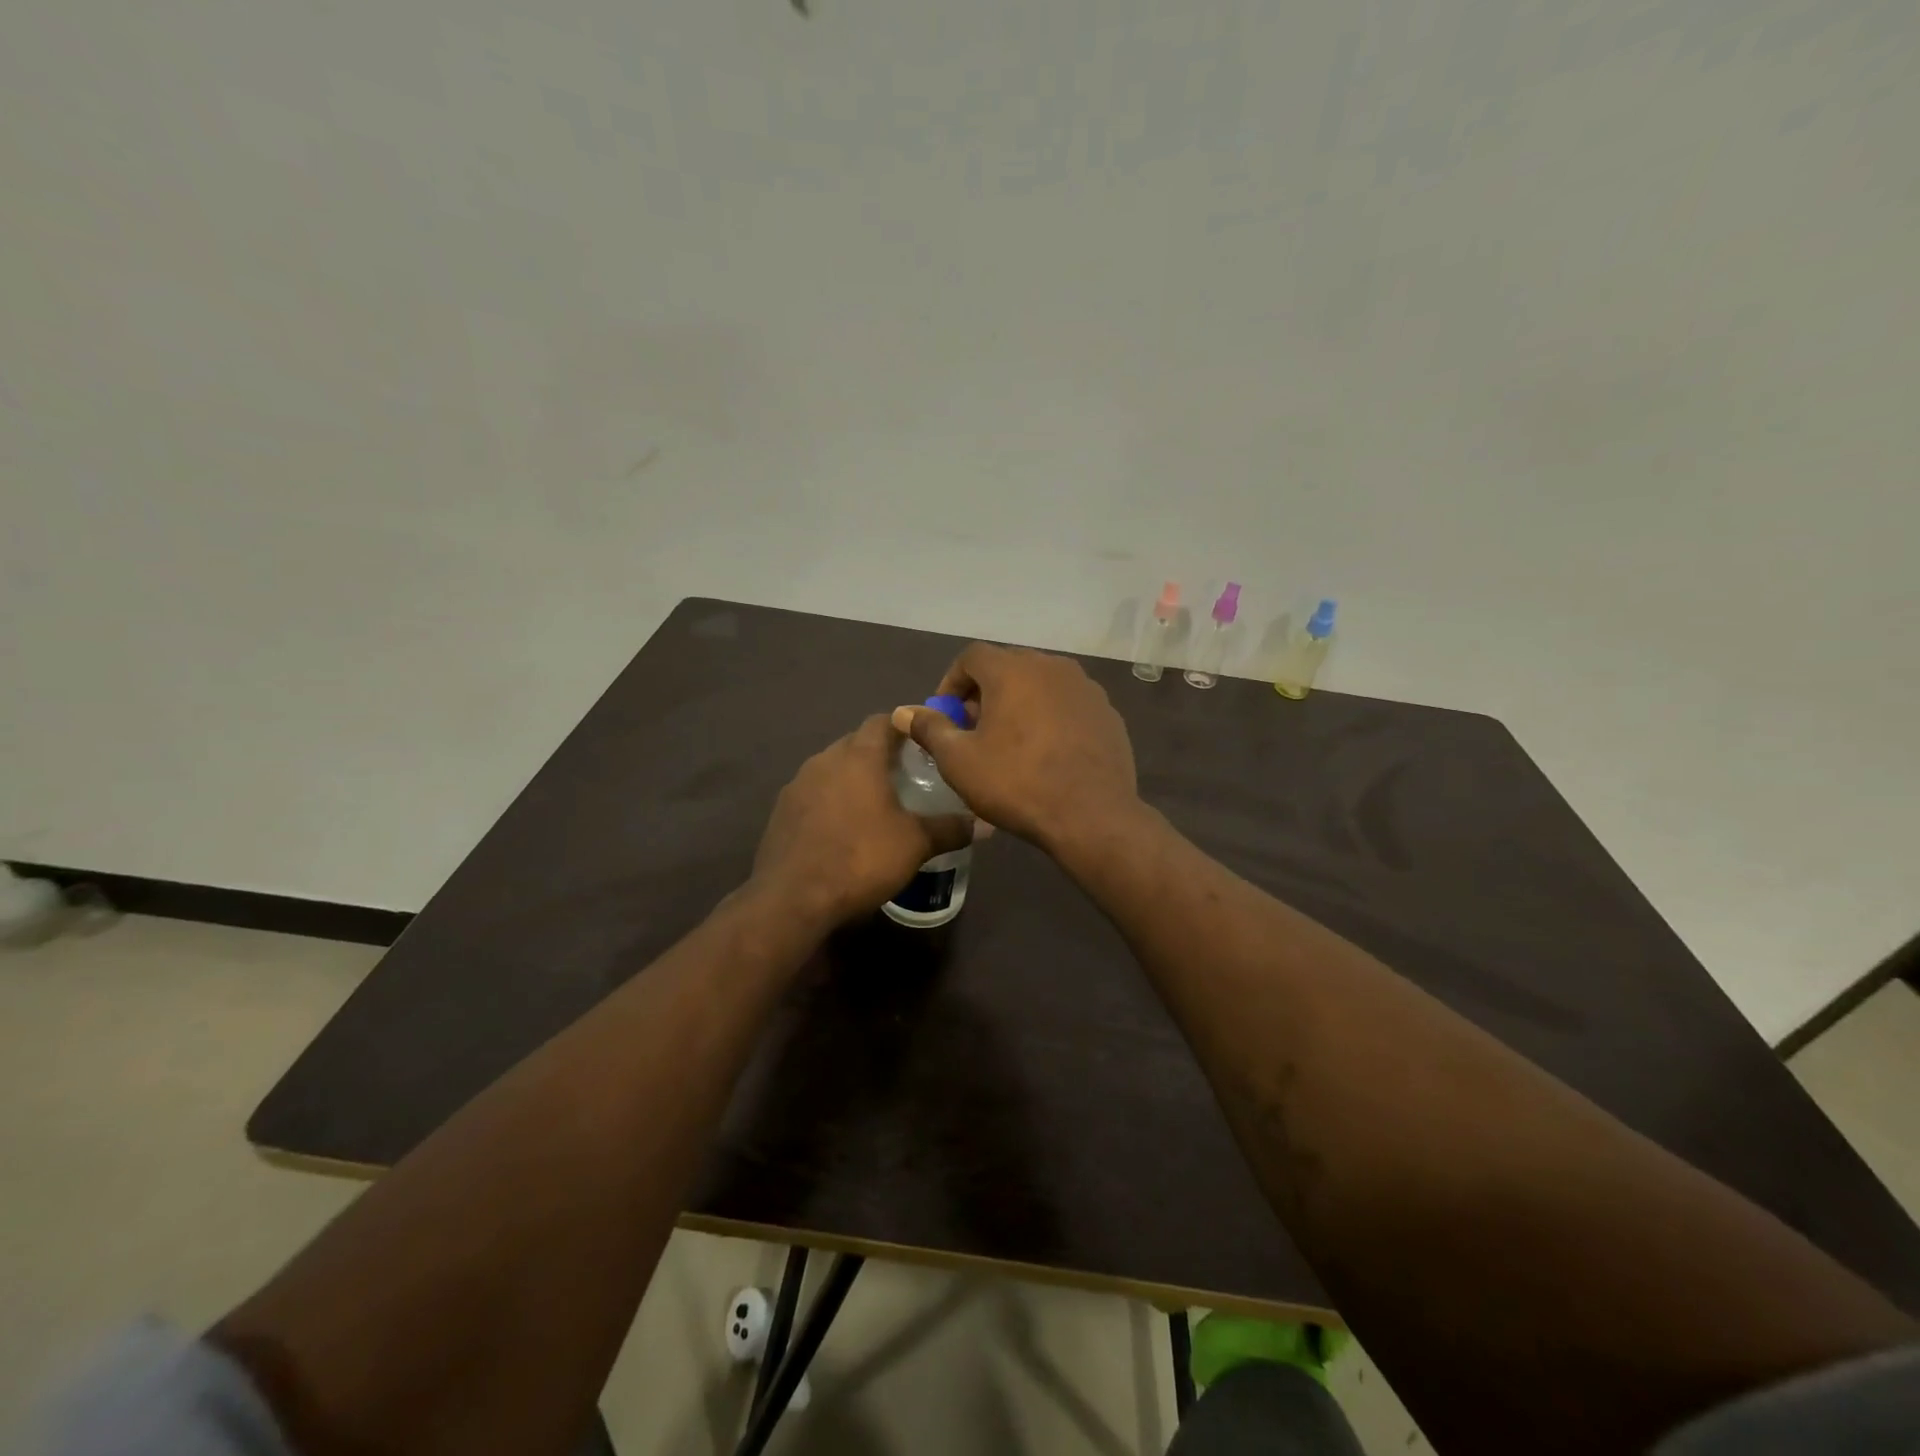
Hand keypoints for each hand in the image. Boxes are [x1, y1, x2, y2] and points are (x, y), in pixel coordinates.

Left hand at [751, 714, 972, 929]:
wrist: (792, 899)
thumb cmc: (861, 859)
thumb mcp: (915, 845)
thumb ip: (950, 829)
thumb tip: (986, 824)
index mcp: (858, 757)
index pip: (881, 721)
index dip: (903, 726)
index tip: (922, 742)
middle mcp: (824, 760)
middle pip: (855, 743)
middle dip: (880, 754)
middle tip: (907, 775)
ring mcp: (797, 786)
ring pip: (832, 768)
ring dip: (853, 778)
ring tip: (877, 803)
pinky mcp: (780, 812)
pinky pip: (813, 794)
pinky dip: (831, 801)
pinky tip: (843, 829)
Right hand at [893, 644, 1138, 854]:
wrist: (1092, 815)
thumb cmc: (1017, 783)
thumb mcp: (959, 761)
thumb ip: (931, 729)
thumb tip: (906, 712)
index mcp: (1013, 670)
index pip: (971, 656)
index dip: (952, 682)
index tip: (947, 715)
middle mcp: (1051, 666)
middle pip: (1008, 666)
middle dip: (985, 692)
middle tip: (974, 729)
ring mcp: (1085, 688)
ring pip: (1040, 684)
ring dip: (1019, 703)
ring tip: (1010, 740)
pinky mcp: (1107, 712)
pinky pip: (1067, 704)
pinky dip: (1050, 717)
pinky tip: (1046, 752)